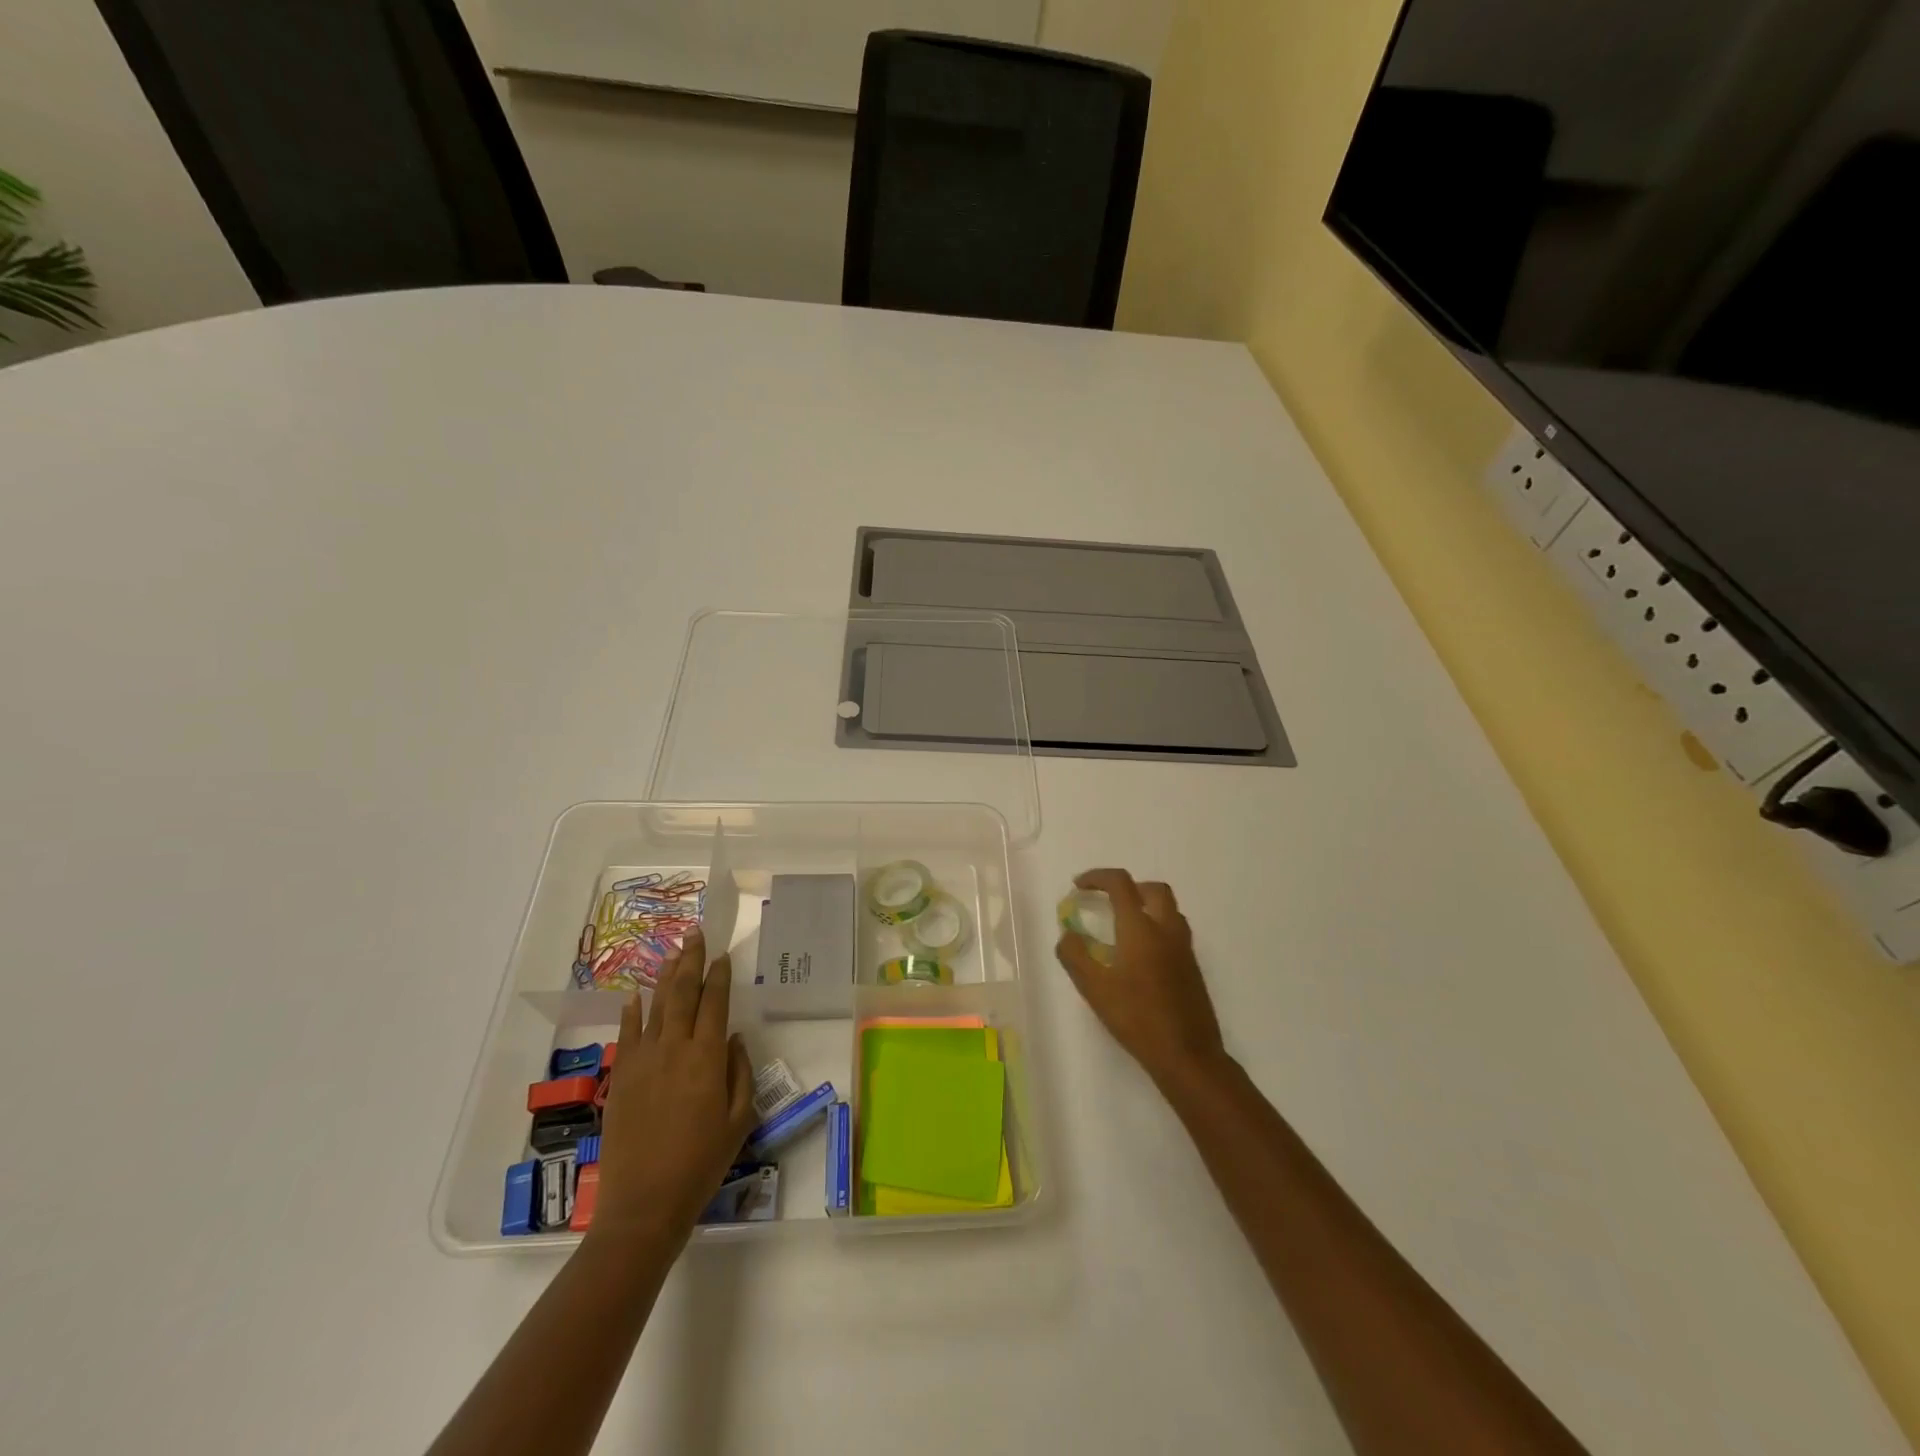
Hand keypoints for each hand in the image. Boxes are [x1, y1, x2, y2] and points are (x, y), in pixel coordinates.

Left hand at [589, 928, 756, 1253]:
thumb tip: (735, 1039)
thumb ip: (740, 1073)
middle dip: (690, 961)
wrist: (644, 1205)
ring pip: (656, 1007)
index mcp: (706, 1058)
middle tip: (694, 934)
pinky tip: (635, 994)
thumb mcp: (739, 1120)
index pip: (715, 1003)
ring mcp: (642, 1061)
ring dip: (666, 977)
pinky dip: (632, 1012)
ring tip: (673, 951)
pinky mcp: (620, 1078)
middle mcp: (674, 1049)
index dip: (719, 976)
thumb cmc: (702, 1164)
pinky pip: (627, 1035)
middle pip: (682, 994)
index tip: (723, 955)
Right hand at [1056, 870, 1227, 1090]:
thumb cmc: (1137, 1018)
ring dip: (1145, 905)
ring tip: (1122, 926)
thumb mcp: (1094, 989)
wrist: (1187, 1055)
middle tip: (1107, 901)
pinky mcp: (1192, 967)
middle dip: (1128, 887)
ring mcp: (1184, 948)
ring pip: (1169, 909)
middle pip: (1153, 889)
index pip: (1121, 884)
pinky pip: (1175, 931)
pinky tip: (1140, 956)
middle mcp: (1167, 930)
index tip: (1079, 886)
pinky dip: (1156, 926)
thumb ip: (1075, 955)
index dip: (1097, 877)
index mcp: (1141, 928)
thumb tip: (1068, 934)